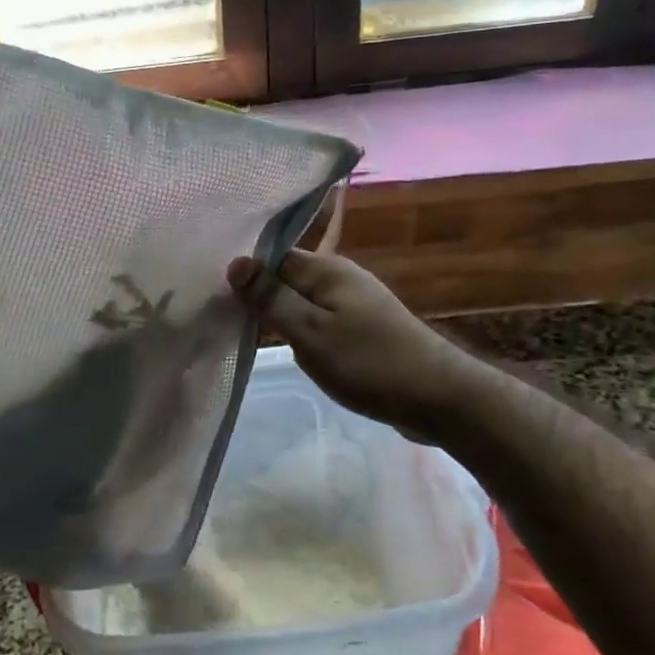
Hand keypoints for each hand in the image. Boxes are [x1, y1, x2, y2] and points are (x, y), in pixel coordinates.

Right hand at [226, 250, 483, 438]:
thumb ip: (271, 298)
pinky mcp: (363, 329)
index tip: (214, 293)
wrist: (440, 398)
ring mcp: (355, 303)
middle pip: (286, 277)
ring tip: (247, 332)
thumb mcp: (310, 332)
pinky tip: (289, 348)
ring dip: (280, 315)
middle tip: (224, 316)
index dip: (244, 272)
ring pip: (302, 301)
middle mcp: (341, 278)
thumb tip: (235, 262)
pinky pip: (320, 320)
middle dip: (260, 295)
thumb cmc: (369, 362)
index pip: (272, 256)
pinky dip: (302, 331)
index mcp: (327, 269)